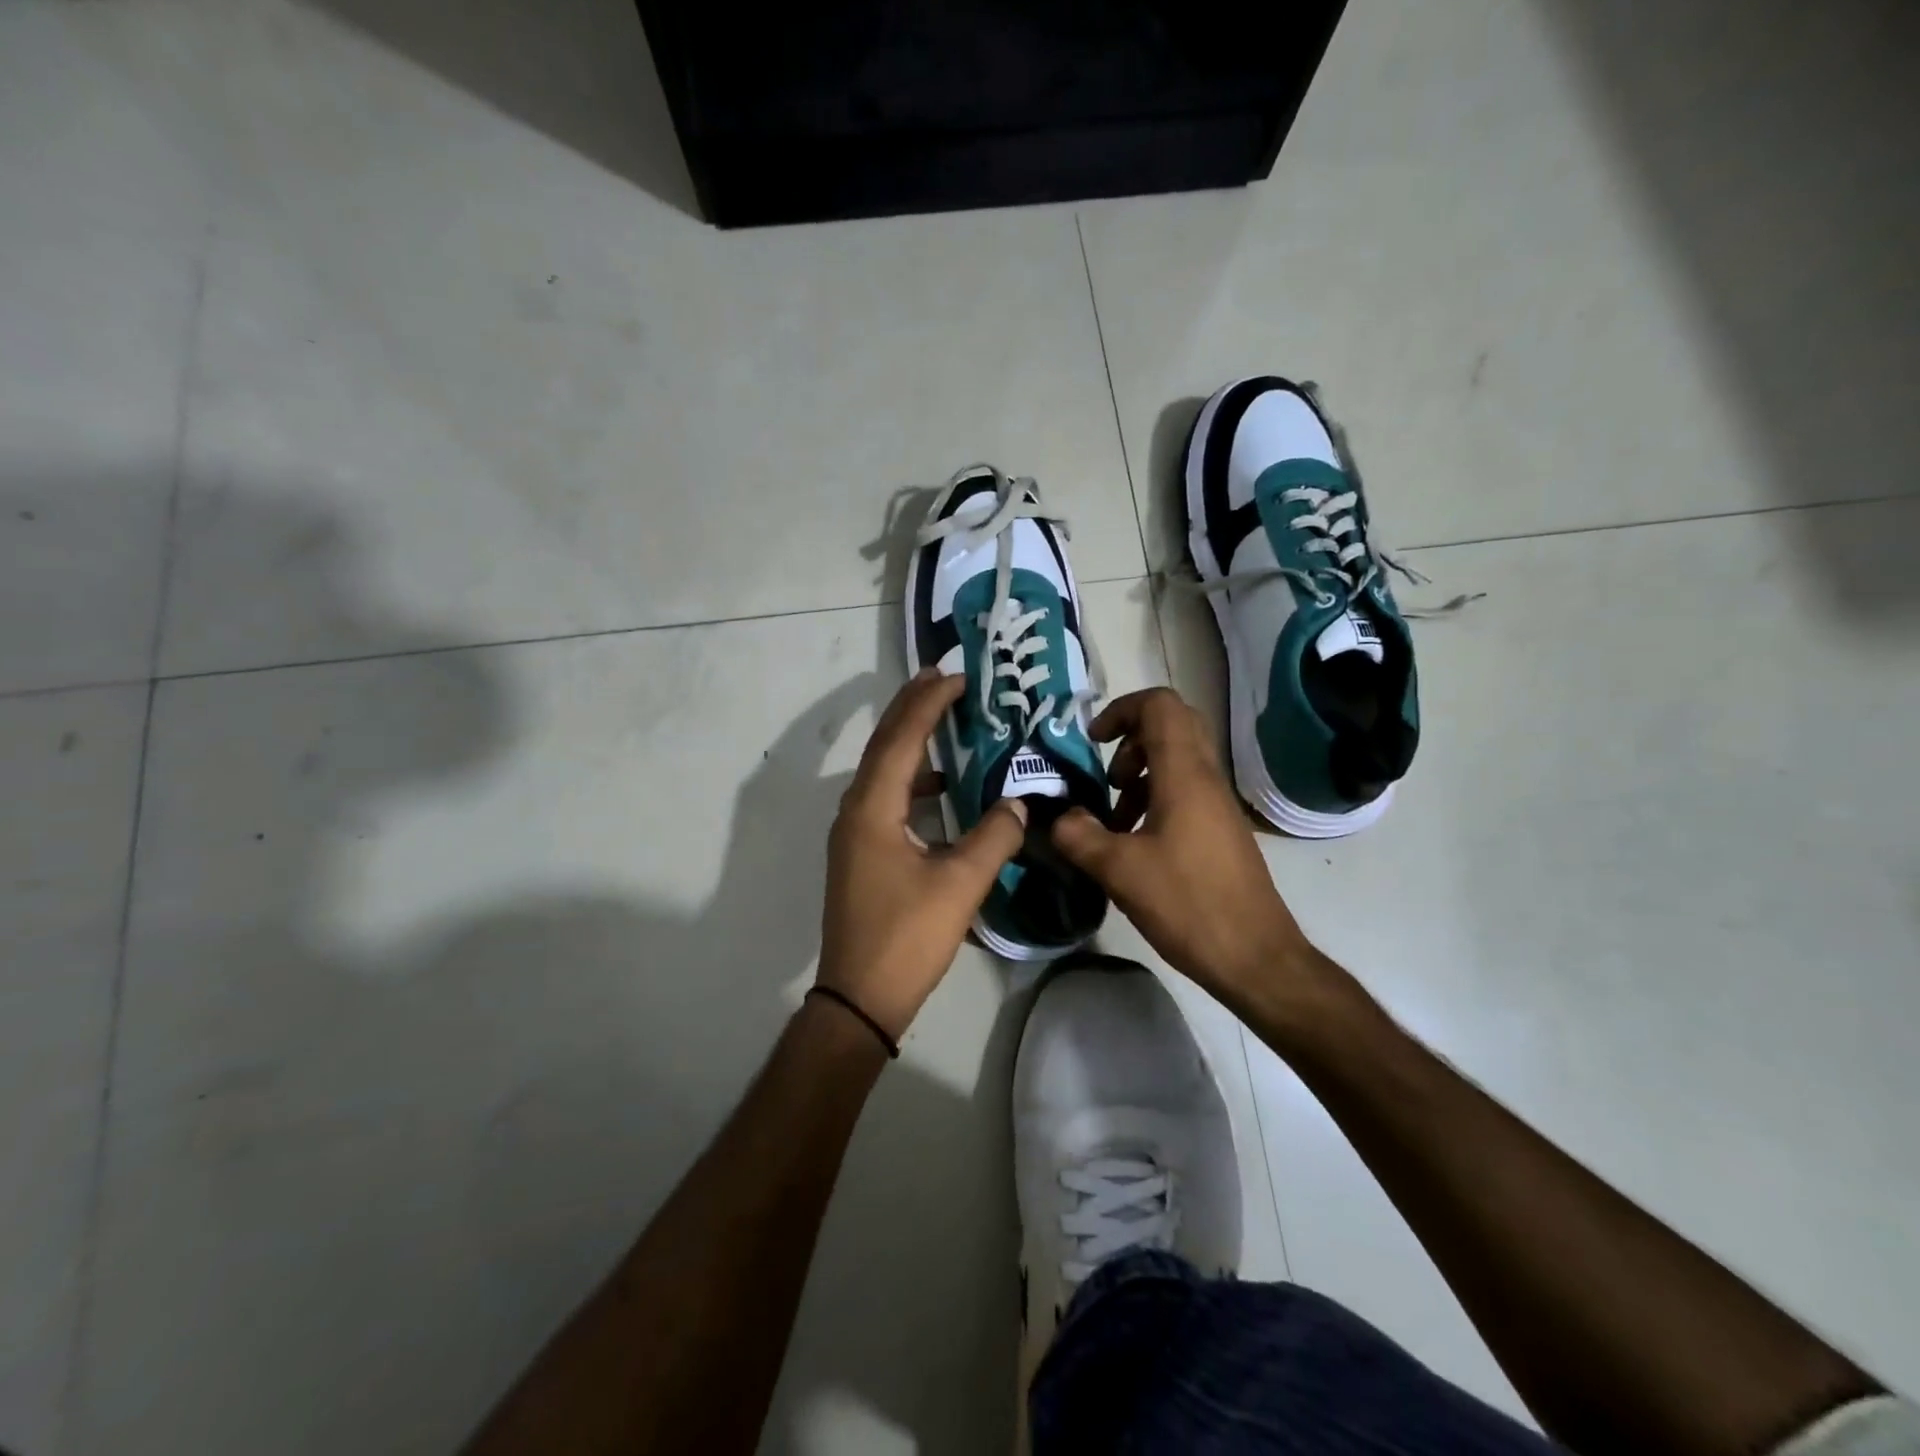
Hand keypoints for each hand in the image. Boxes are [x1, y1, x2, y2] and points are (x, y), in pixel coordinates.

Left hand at [817, 669, 1027, 1038]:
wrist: (860, 996)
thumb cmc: (908, 937)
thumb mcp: (960, 884)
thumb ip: (994, 837)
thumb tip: (1020, 804)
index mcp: (873, 808)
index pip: (901, 739)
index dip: (928, 704)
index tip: (954, 676)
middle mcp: (856, 810)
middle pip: (884, 746)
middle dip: (912, 709)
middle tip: (943, 679)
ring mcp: (855, 833)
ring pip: (883, 771)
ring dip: (911, 742)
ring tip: (944, 720)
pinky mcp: (862, 853)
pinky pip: (886, 797)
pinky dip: (912, 779)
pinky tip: (942, 786)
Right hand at [1051, 687, 1315, 1005]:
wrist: (1255, 956)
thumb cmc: (1188, 904)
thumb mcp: (1119, 870)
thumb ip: (1080, 836)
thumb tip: (1058, 818)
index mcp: (1184, 775)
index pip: (1159, 705)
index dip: (1121, 710)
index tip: (1093, 742)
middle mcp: (1206, 778)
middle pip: (1171, 725)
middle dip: (1130, 739)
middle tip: (1107, 776)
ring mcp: (1218, 803)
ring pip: (1178, 759)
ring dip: (1140, 773)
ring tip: (1114, 817)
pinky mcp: (1220, 829)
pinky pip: (1185, 790)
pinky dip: (1155, 798)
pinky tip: (1134, 841)